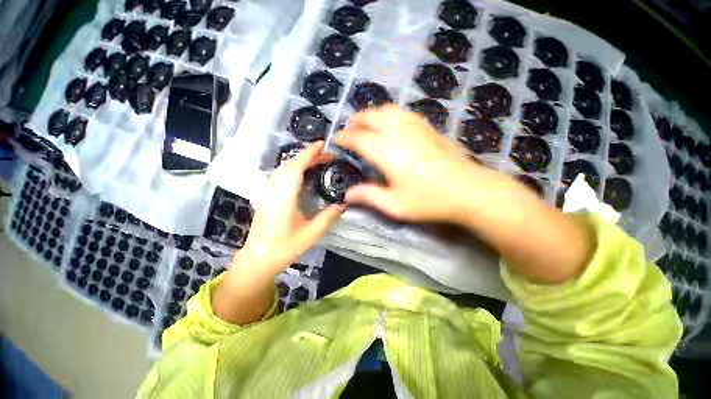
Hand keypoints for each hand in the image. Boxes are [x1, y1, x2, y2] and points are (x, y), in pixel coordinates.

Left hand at [238, 142, 344, 274]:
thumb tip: (343, 205)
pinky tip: (302, 175)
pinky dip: (292, 169)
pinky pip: (279, 175)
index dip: (308, 153)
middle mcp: (274, 190)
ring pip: (282, 168)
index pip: (296, 167)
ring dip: (299, 161)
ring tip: (317, 162)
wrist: (258, 259)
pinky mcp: (266, 197)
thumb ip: (327, 217)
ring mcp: (268, 193)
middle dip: (307, 156)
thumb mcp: (311, 234)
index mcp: (285, 197)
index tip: (321, 145)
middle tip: (326, 156)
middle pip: (289, 164)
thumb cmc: (284, 248)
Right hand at [335, 105, 516, 222]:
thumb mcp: (394, 205)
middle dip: (356, 121)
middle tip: (348, 129)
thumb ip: (368, 196)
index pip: (358, 137)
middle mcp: (398, 133)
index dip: (345, 137)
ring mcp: (415, 126)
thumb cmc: (429, 200)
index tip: (337, 140)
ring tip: (365, 123)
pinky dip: (389, 114)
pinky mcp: (428, 127)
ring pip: (387, 110)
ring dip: (372, 114)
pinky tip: (390, 123)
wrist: (469, 190)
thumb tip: (347, 195)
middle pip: (371, 117)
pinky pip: (402, 112)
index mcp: (386, 152)